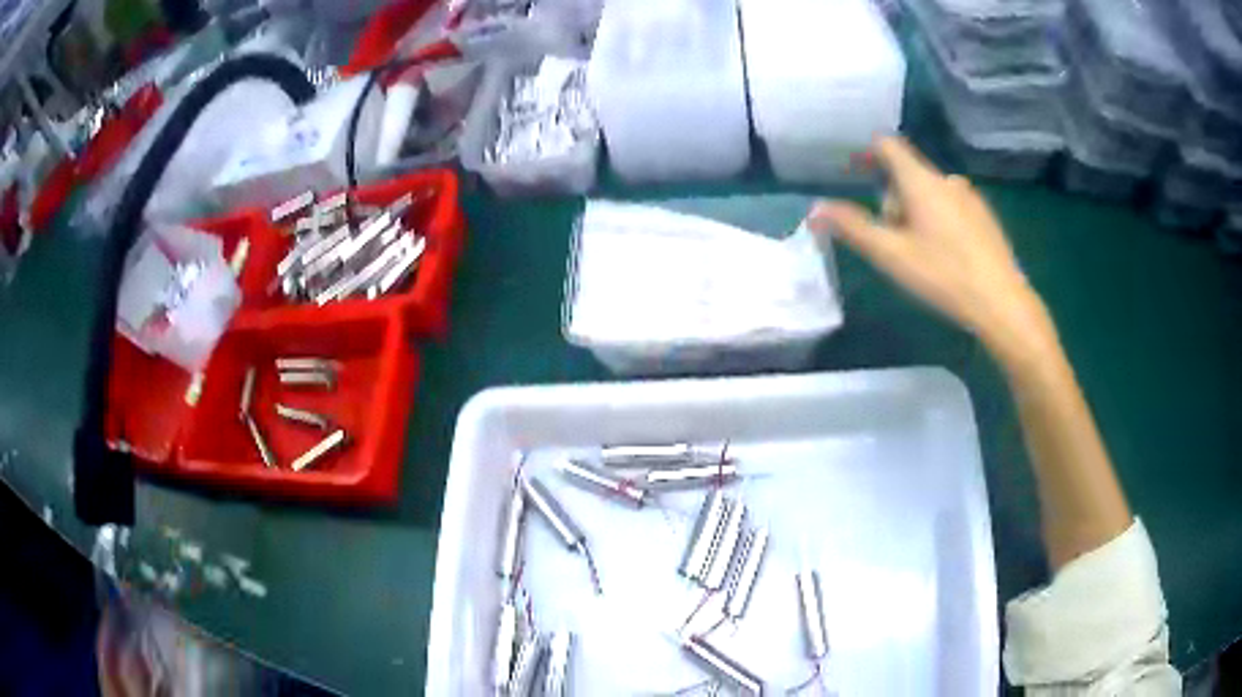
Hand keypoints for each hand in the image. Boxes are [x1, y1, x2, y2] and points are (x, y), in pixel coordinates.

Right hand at [808, 137, 1055, 363]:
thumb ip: (852, 227)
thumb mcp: (891, 255)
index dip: (865, 152)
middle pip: (907, 175)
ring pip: (930, 194)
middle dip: (892, 201)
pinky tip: (946, 258)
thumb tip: (815, 209)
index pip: (887, 146)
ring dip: (916, 213)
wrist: (1002, 303)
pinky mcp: (985, 217)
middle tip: (892, 242)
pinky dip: (939, 222)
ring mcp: (970, 197)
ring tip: (920, 256)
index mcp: (921, 181)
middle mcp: (946, 180)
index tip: (852, 171)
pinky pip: (951, 207)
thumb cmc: (944, 276)